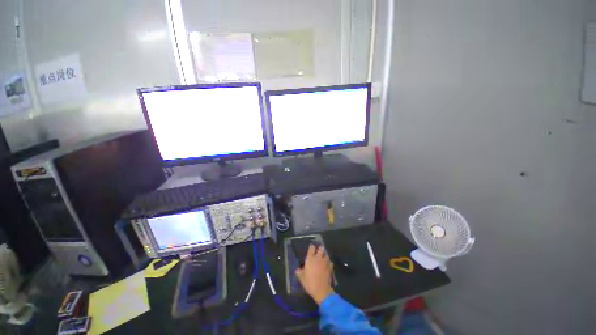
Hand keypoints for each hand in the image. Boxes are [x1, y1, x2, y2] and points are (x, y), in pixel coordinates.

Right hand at [295, 245, 333, 304]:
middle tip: (318, 252)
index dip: (311, 247)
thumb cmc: (309, 283)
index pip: (311, 248)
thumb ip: (299, 272)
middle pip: (321, 248)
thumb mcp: (302, 278)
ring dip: (324, 256)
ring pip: (326, 255)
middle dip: (320, 249)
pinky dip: (329, 263)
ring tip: (323, 259)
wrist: (321, 290)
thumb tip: (298, 270)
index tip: (311, 249)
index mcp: (310, 259)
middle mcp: (318, 258)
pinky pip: (330, 262)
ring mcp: (325, 262)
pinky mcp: (330, 267)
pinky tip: (327, 266)